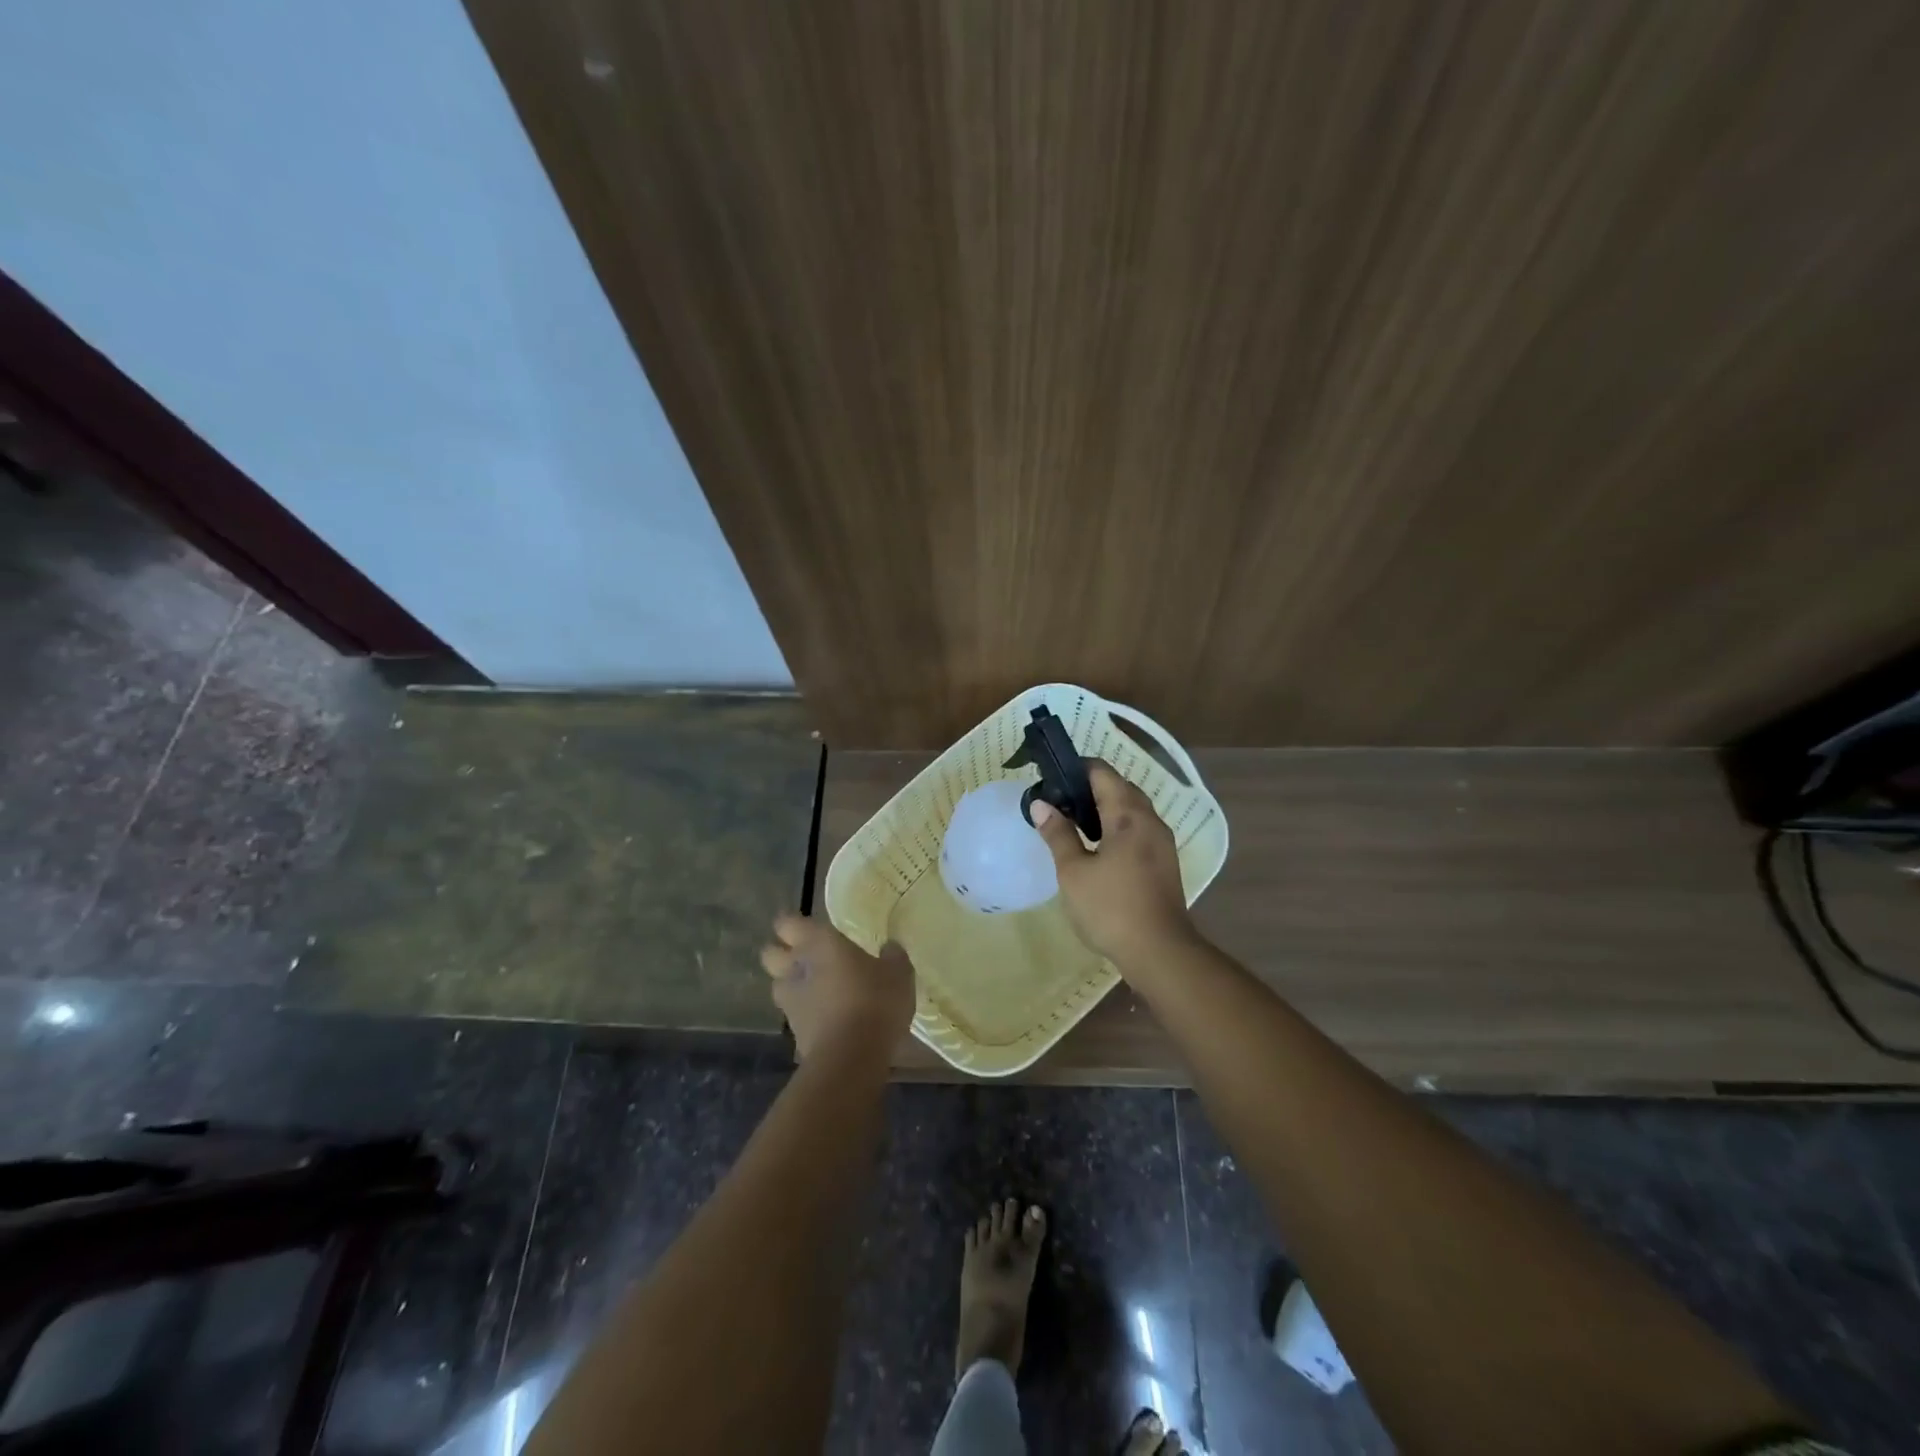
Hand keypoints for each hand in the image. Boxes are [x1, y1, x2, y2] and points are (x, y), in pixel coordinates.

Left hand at [760, 913, 914, 1061]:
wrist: (851, 1057)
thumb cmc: (874, 1000)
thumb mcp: (898, 974)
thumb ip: (892, 957)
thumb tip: (890, 948)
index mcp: (818, 943)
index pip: (787, 923)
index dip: (792, 925)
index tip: (807, 928)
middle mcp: (796, 968)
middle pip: (770, 954)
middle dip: (781, 954)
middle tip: (807, 957)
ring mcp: (790, 1003)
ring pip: (778, 986)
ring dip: (791, 985)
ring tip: (815, 990)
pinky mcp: (793, 1034)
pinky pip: (794, 1016)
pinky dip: (805, 1015)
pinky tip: (826, 1019)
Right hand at [1030, 760, 1198, 967]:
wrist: (1159, 952)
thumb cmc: (1110, 908)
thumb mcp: (1073, 871)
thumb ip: (1058, 834)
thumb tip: (1041, 804)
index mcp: (1128, 815)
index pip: (1102, 772)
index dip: (1075, 768)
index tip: (1051, 778)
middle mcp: (1150, 820)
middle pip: (1120, 787)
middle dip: (1089, 788)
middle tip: (1058, 802)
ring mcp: (1162, 842)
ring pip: (1132, 810)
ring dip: (1104, 808)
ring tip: (1073, 824)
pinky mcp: (1165, 862)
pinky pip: (1139, 830)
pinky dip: (1117, 827)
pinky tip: (1097, 848)